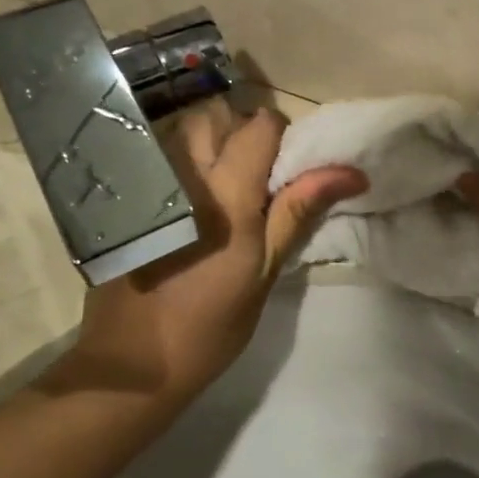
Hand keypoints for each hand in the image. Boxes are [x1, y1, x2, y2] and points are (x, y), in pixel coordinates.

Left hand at [45, 101, 366, 407]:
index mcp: (226, 193)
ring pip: (182, 132)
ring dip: (208, 145)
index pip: (260, 125)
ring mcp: (147, 184)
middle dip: (238, 131)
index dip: (280, 137)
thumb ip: (299, 210)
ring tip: (220, 190)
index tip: (286, 170)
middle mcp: (183, 174)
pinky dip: (181, 165)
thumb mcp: (264, 270)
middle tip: (252, 176)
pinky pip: (159, 158)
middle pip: (214, 115)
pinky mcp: (126, 199)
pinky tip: (187, 205)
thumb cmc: (211, 324)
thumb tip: (351, 173)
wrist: (133, 362)